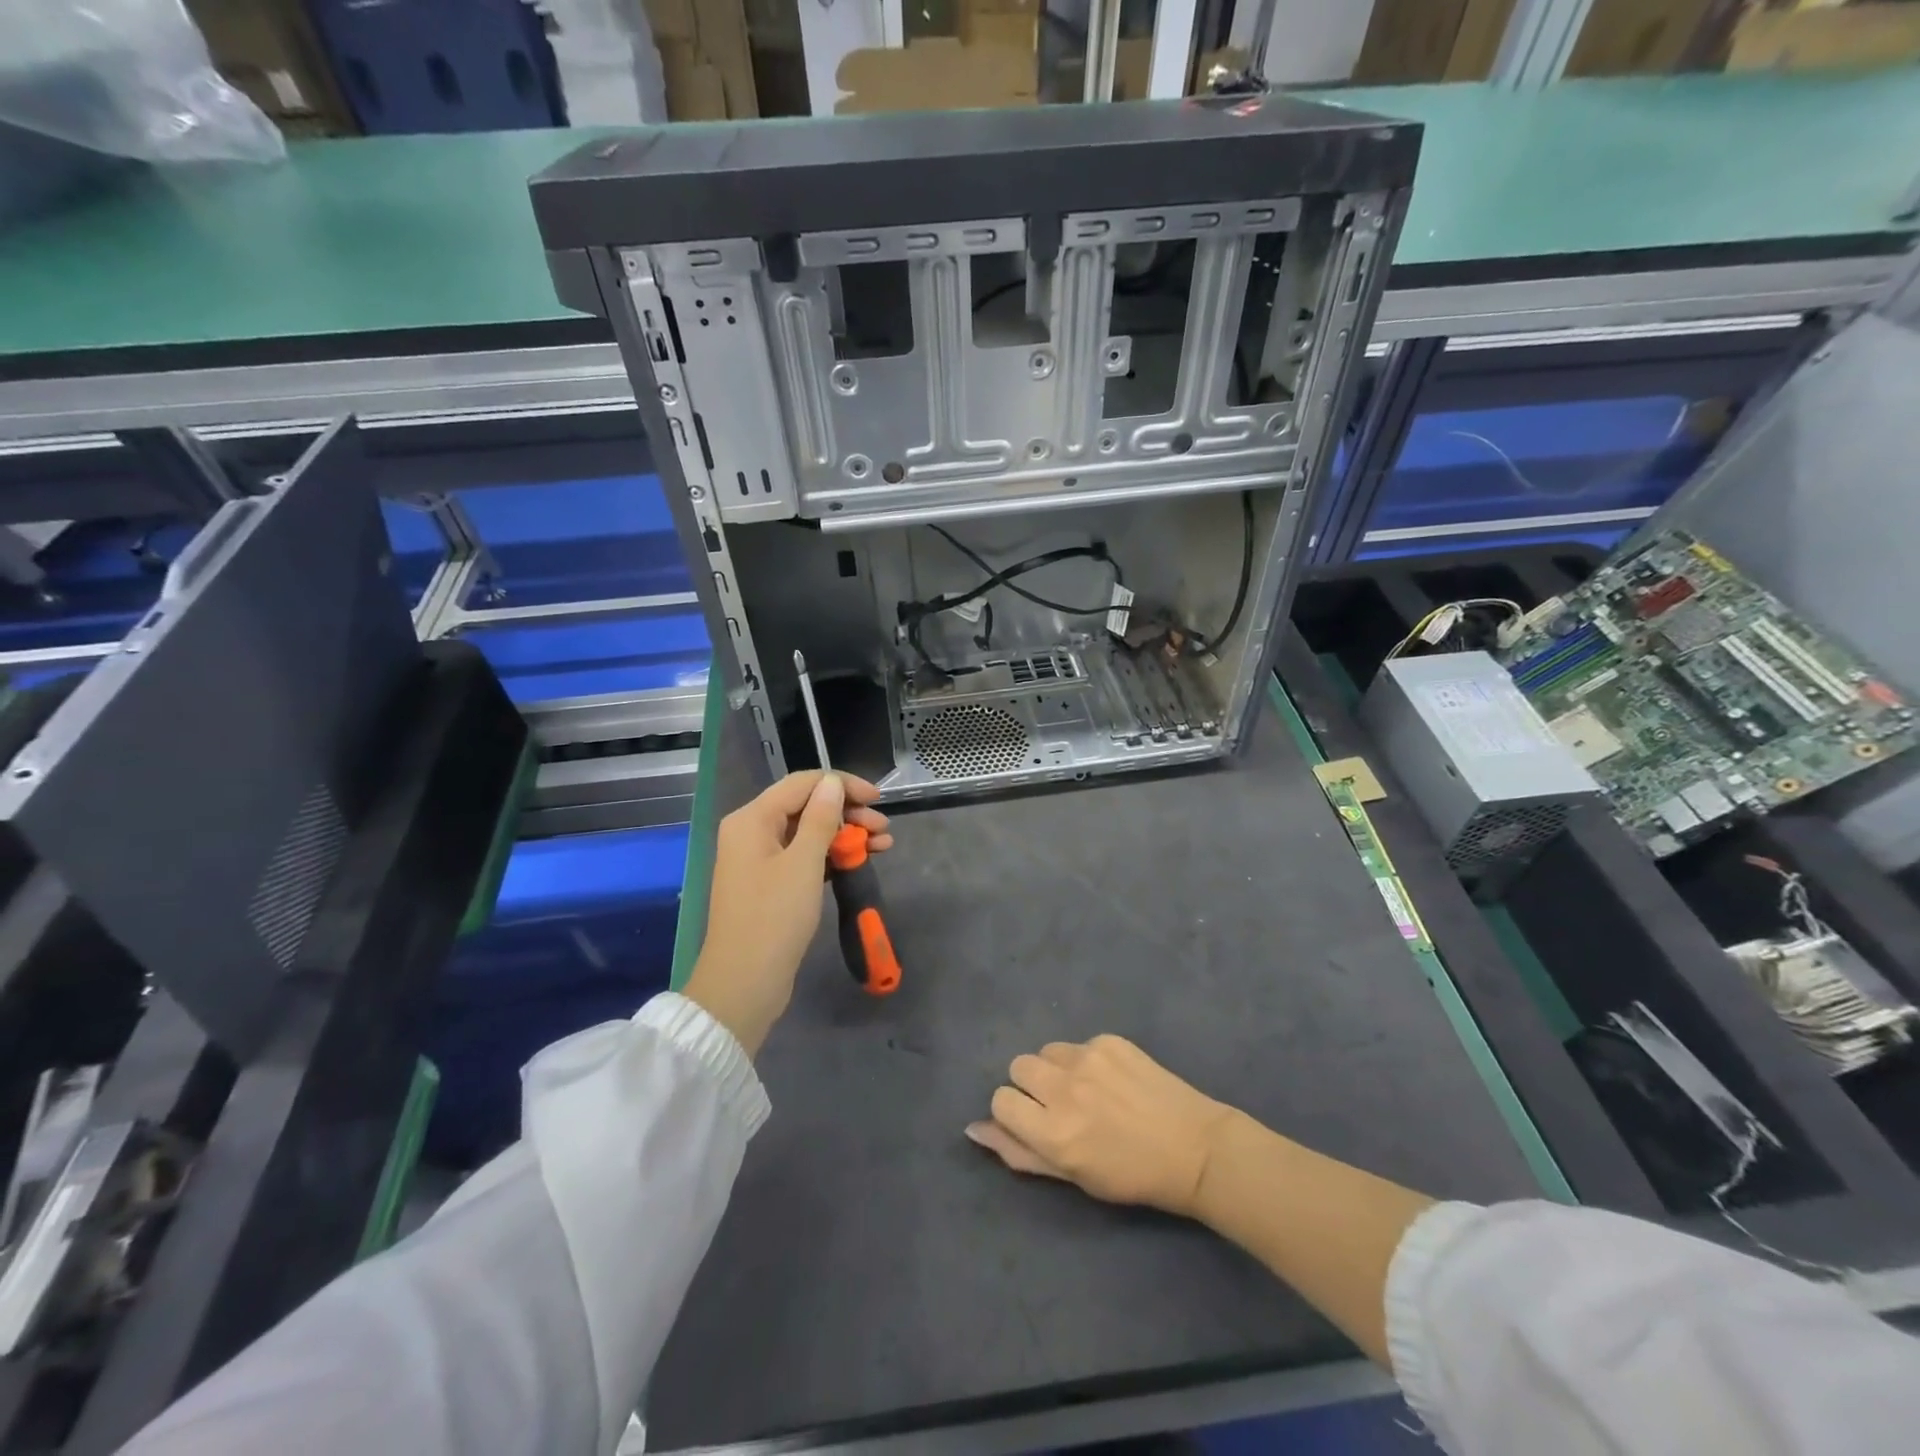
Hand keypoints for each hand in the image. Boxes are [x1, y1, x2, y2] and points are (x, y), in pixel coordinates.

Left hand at [683, 771, 890, 1056]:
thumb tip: (832, 783)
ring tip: (884, 844)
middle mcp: (752, 831)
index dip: (842, 785)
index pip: (803, 784)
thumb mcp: (804, 863)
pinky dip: (832, 855)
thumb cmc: (774, 918)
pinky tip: (860, 860)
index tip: (877, 798)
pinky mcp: (771, 883)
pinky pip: (805, 856)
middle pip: (807, 806)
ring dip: (846, 834)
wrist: (745, 983)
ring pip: (810, 833)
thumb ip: (821, 818)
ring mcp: (760, 859)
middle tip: (884, 828)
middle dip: (848, 812)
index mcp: (752, 819)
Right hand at [966, 1035, 1236, 1217]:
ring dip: (1057, 1068)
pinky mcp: (1110, 1040)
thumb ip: (1019, 1152)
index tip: (1035, 1122)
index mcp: (1053, 1133)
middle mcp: (1064, 1089)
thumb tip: (974, 1128)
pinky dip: (1087, 1060)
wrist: (1194, 1148)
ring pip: (1047, 1051)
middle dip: (1032, 1085)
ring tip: (1087, 1090)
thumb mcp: (1072, 1177)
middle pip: (1019, 1066)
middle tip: (1061, 1106)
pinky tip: (1113, 1080)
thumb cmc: (1130, 1176)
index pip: (1001, 1100)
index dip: (1014, 1111)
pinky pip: (1079, 1044)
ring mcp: (1088, 1058)